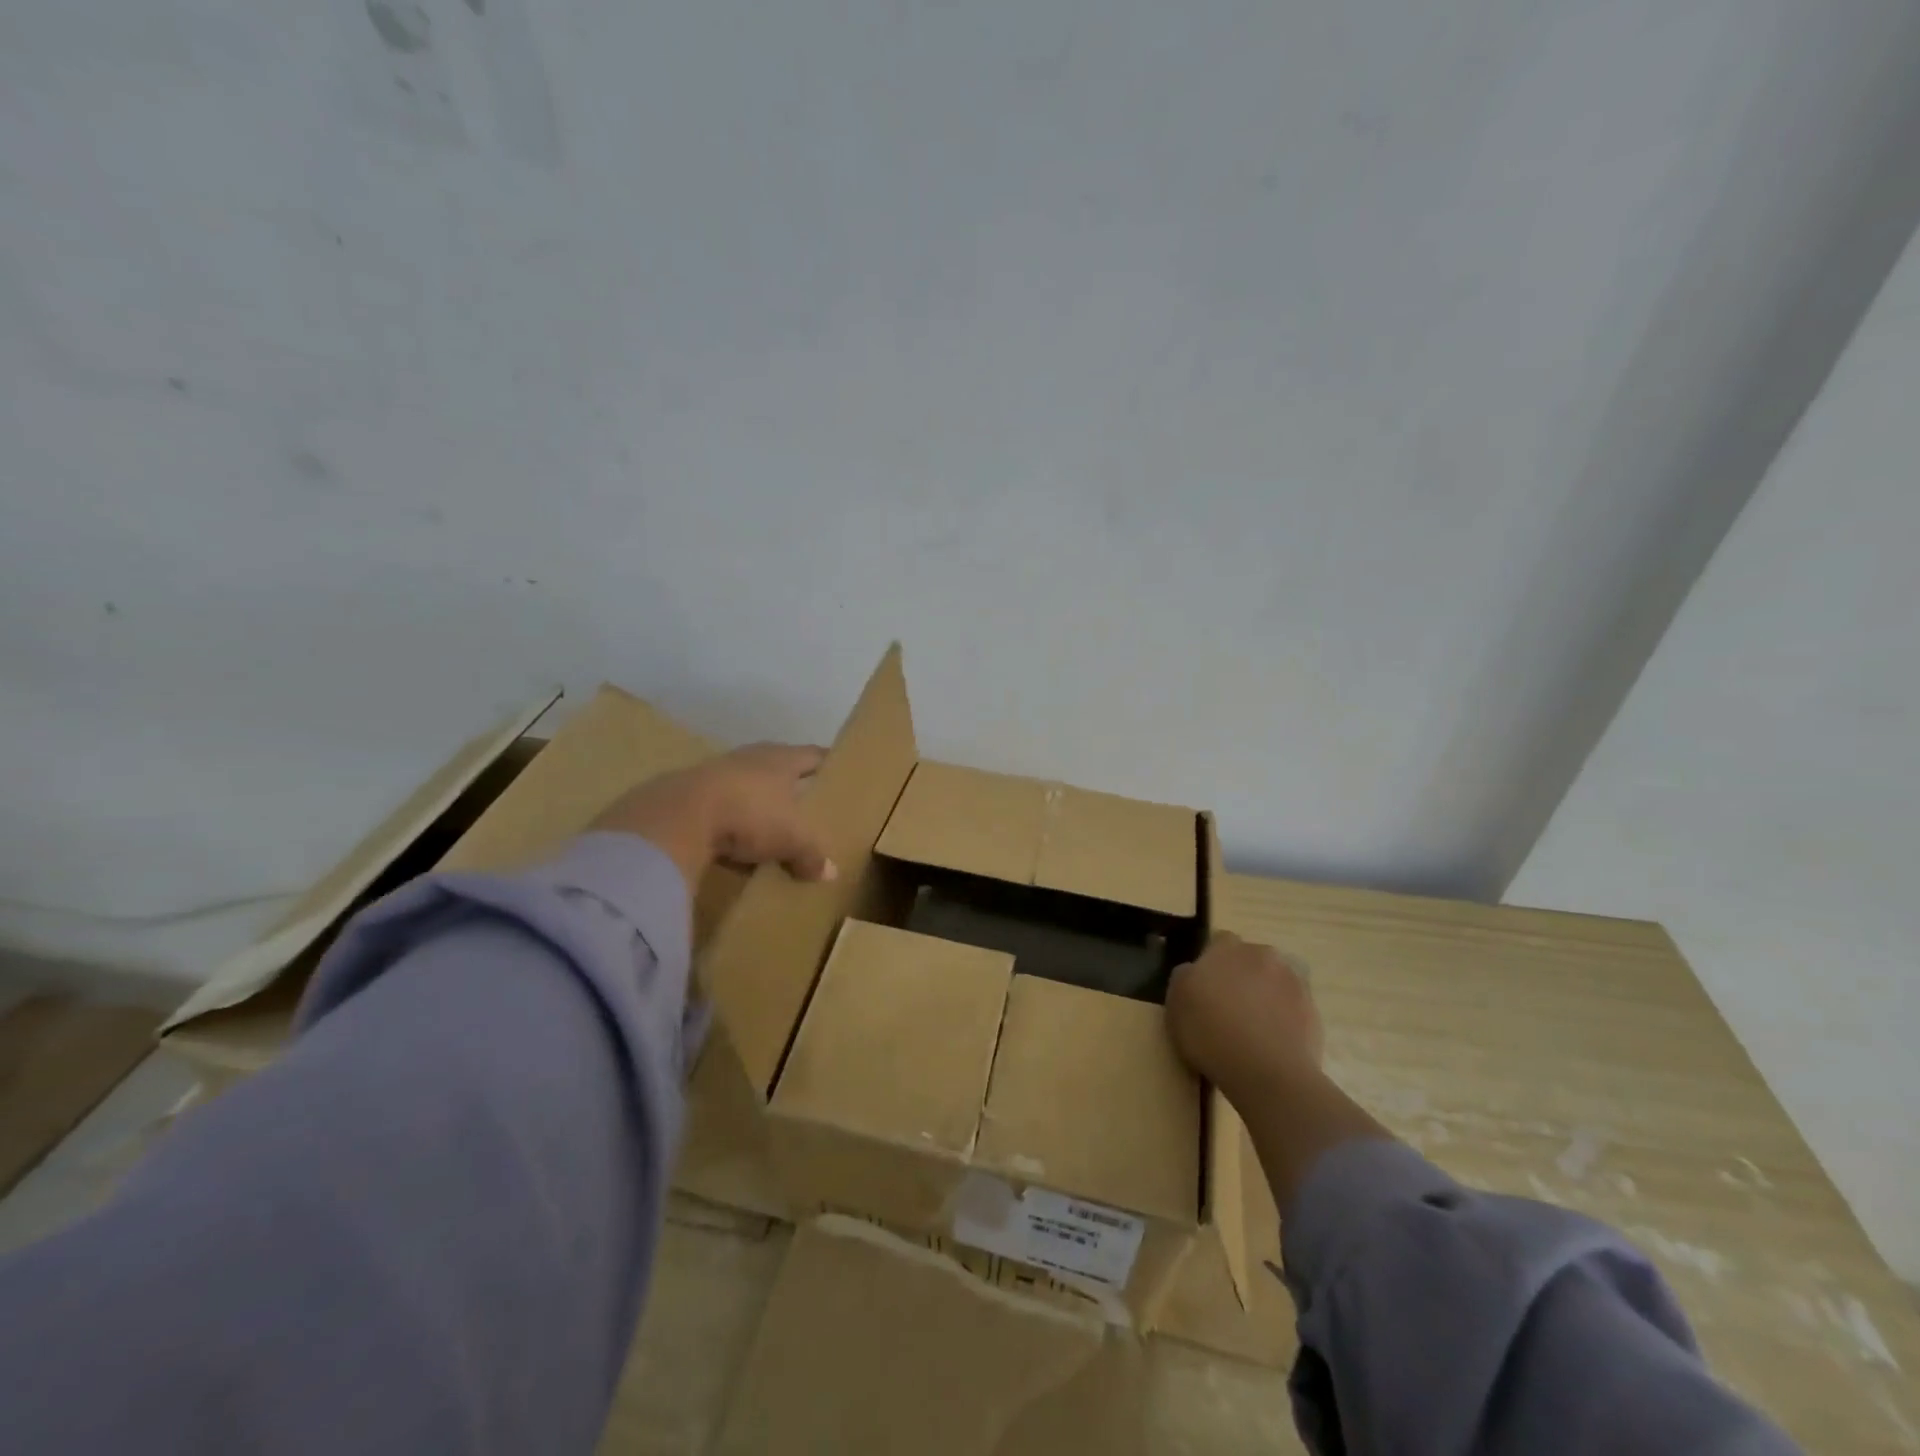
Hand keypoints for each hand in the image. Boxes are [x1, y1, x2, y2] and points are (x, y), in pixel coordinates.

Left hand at [590, 744, 836, 888]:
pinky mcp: (689, 792)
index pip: (813, 755)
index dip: (827, 763)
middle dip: (791, 782)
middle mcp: (752, 758)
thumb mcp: (790, 839)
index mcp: (782, 759)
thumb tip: (830, 873)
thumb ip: (811, 854)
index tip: (838, 771)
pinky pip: (720, 806)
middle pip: (778, 766)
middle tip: (806, 800)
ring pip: (746, 785)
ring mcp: (717, 772)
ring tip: (770, 823)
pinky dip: (730, 820)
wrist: (678, 815)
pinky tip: (733, 841)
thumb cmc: (749, 813)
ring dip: (757, 801)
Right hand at [1166, 932, 1320, 1101]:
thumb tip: (1194, 971)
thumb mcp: (1175, 1002)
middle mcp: (1264, 955)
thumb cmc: (1210, 1032)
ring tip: (1253, 1028)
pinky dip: (1284, 1019)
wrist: (1266, 1071)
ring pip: (1275, 982)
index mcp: (1228, 948)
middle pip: (1251, 959)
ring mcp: (1294, 982)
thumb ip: (1185, 976)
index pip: (1220, 941)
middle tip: (1229, 1006)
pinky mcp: (1314, 1012)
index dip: (1212, 962)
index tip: (1205, 986)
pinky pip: (1293, 1009)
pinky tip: (1272, 1043)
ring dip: (1265, 995)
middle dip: (1242, 976)